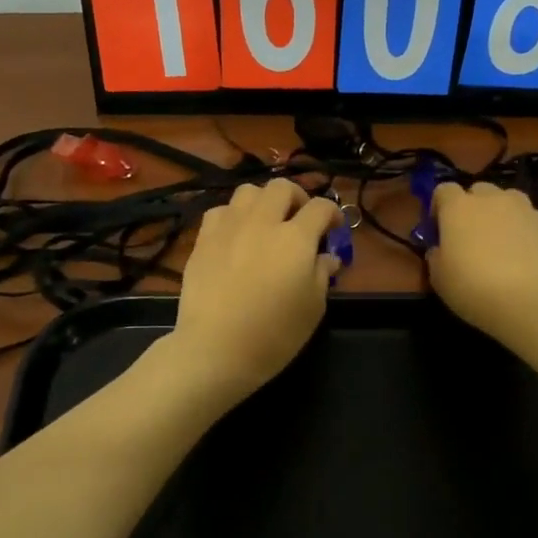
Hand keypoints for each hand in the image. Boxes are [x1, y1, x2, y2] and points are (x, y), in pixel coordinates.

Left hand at [171, 180, 341, 403]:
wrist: (215, 349)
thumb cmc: (273, 334)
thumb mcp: (312, 309)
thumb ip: (322, 275)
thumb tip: (327, 257)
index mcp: (295, 238)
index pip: (321, 208)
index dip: (332, 213)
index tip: (334, 228)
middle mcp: (262, 222)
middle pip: (282, 188)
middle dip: (297, 197)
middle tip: (300, 219)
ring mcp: (229, 227)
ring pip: (248, 191)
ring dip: (263, 201)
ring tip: (266, 222)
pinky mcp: (203, 239)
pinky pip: (220, 211)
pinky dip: (233, 216)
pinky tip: (235, 235)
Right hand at [427, 182, 537, 350]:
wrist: (533, 301)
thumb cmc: (474, 288)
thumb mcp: (439, 279)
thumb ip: (436, 256)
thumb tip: (440, 249)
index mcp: (459, 208)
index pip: (444, 190)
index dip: (439, 207)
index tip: (439, 229)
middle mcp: (493, 200)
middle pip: (479, 191)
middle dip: (473, 208)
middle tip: (472, 236)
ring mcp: (526, 210)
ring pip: (510, 202)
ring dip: (503, 216)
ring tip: (502, 245)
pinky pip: (532, 225)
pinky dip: (527, 236)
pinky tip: (527, 263)